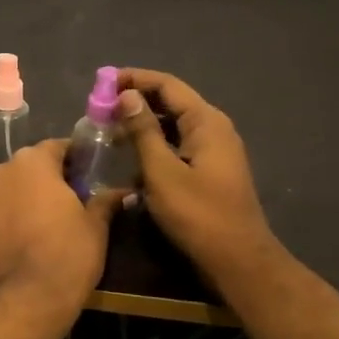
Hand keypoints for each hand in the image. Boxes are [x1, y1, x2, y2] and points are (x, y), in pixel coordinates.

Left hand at [0, 141, 119, 320]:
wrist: (26, 300)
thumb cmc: (68, 254)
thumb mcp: (95, 226)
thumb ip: (104, 201)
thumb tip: (123, 192)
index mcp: (31, 163)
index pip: (55, 148)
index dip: (71, 159)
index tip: (84, 174)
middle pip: (24, 169)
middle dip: (41, 181)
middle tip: (61, 204)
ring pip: (0, 192)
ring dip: (15, 201)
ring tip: (33, 227)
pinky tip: (11, 245)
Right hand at [115, 68, 279, 283]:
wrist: (237, 260)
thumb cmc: (197, 214)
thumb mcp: (162, 171)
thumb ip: (143, 130)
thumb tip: (126, 95)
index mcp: (206, 122)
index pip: (167, 85)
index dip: (134, 79)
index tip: (102, 82)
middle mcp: (213, 128)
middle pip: (171, 101)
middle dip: (135, 100)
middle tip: (101, 108)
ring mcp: (213, 150)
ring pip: (172, 125)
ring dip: (142, 124)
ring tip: (109, 130)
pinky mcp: (208, 170)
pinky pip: (177, 145)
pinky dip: (153, 145)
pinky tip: (129, 158)